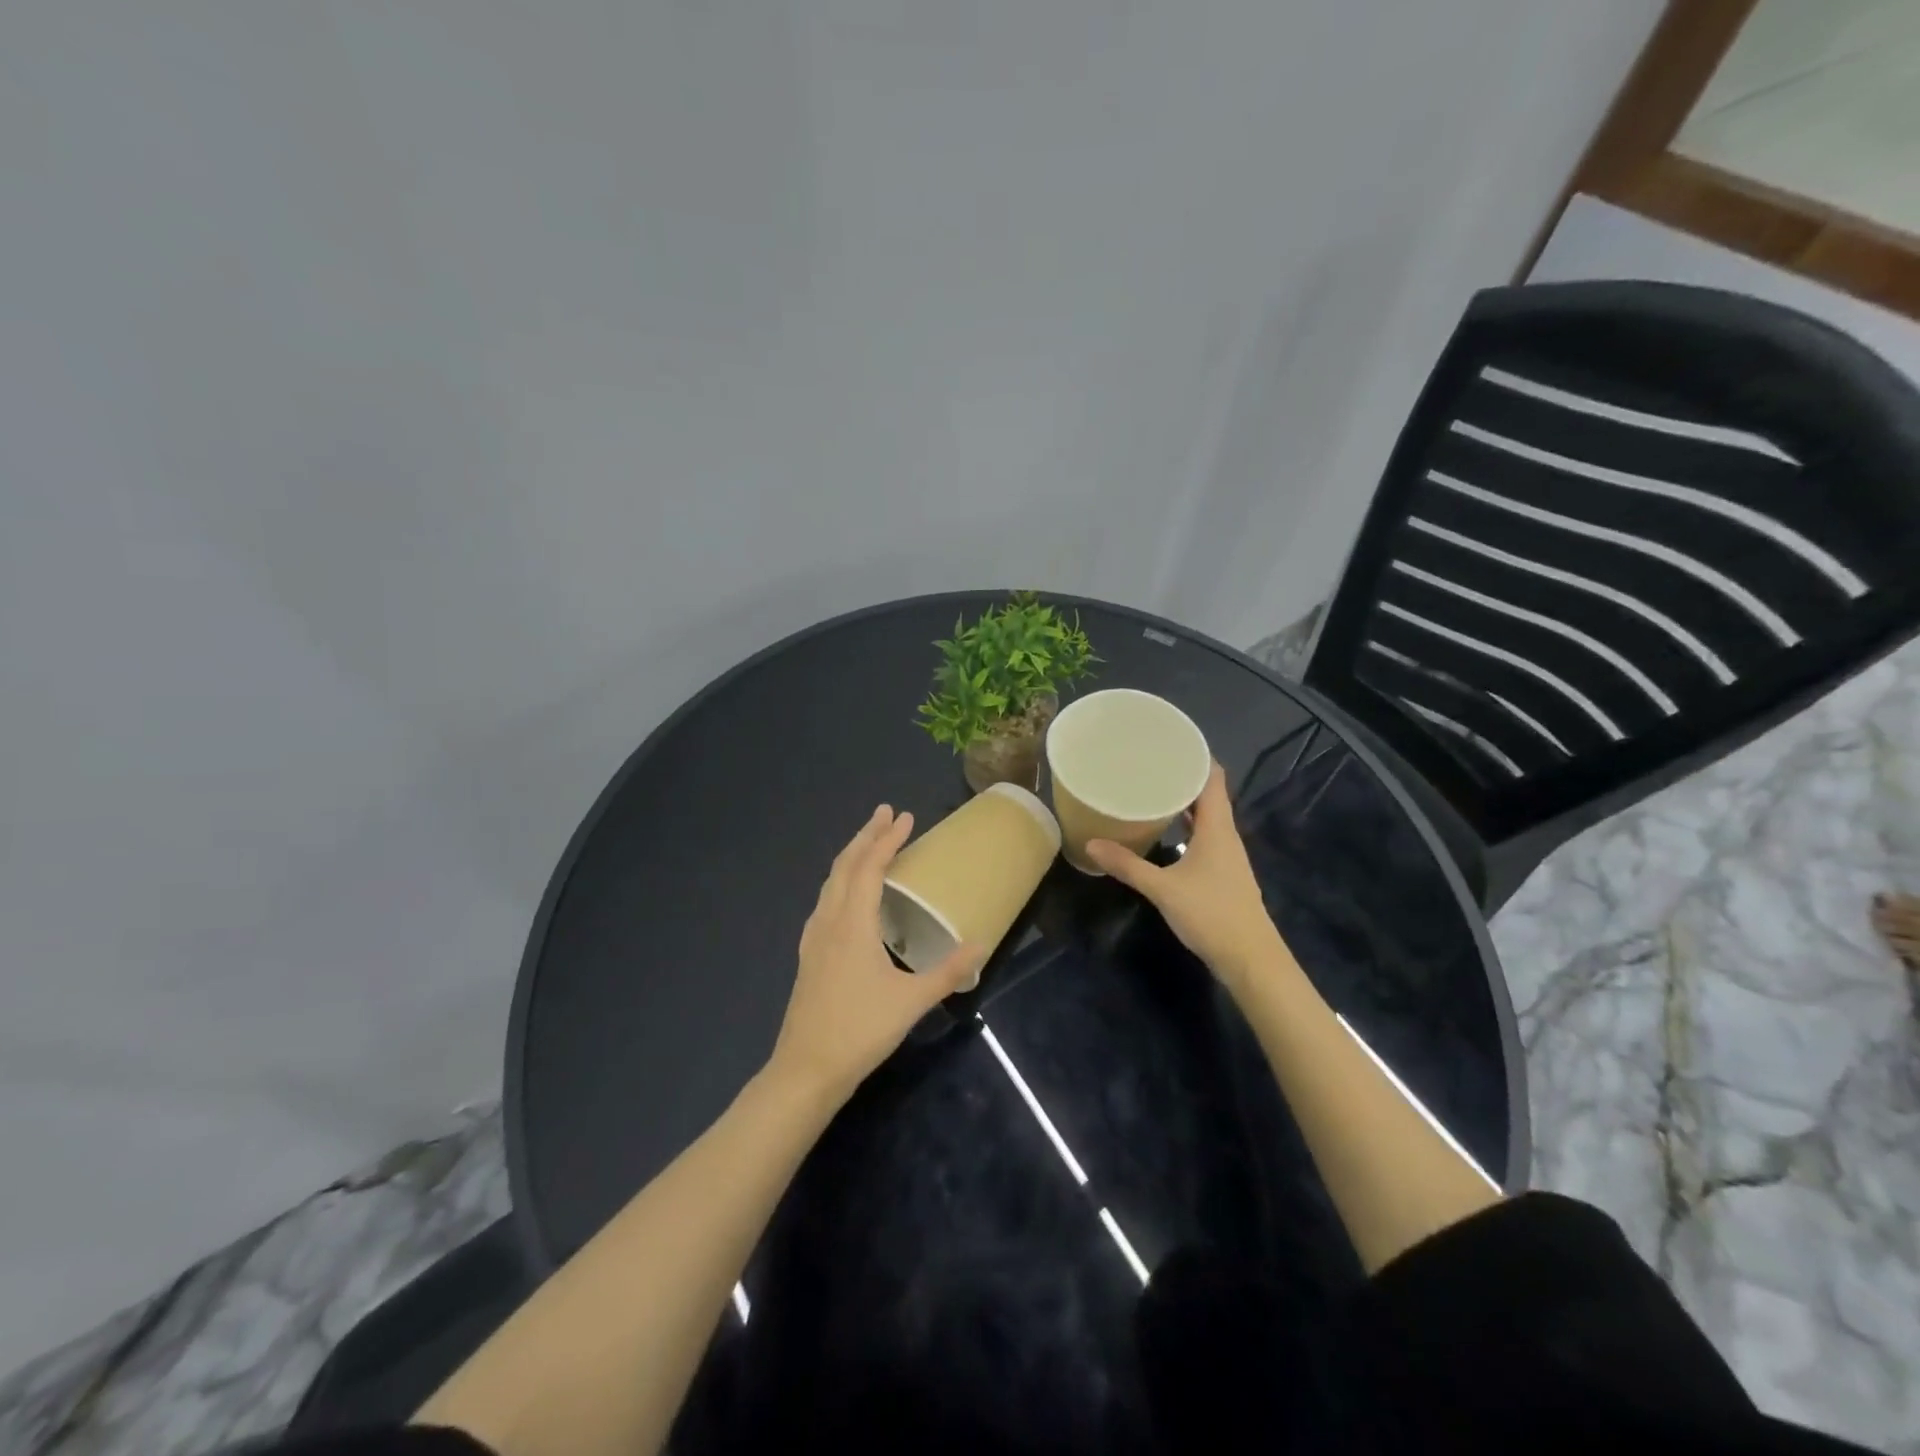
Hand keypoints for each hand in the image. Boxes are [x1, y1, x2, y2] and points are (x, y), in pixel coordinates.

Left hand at [769, 805, 984, 1104]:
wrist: (806, 1070)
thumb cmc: (860, 1031)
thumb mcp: (911, 1002)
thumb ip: (947, 972)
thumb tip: (979, 945)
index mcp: (853, 925)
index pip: (870, 868)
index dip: (888, 840)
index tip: (905, 817)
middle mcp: (829, 921)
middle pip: (845, 866)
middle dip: (866, 836)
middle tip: (886, 813)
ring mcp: (814, 938)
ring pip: (830, 882)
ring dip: (851, 856)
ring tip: (869, 843)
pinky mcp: (809, 955)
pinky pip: (825, 901)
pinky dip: (840, 882)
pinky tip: (846, 895)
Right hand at [1085, 762, 1283, 994]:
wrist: (1251, 959)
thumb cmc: (1211, 915)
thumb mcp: (1163, 889)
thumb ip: (1128, 866)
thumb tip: (1090, 845)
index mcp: (1217, 827)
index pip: (1213, 777)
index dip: (1196, 755)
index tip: (1168, 741)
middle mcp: (1226, 834)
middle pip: (1208, 794)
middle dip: (1182, 776)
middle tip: (1148, 763)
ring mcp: (1227, 855)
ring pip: (1206, 816)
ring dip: (1184, 802)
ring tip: (1150, 790)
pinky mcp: (1222, 873)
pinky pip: (1204, 836)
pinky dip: (1185, 825)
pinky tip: (1164, 831)